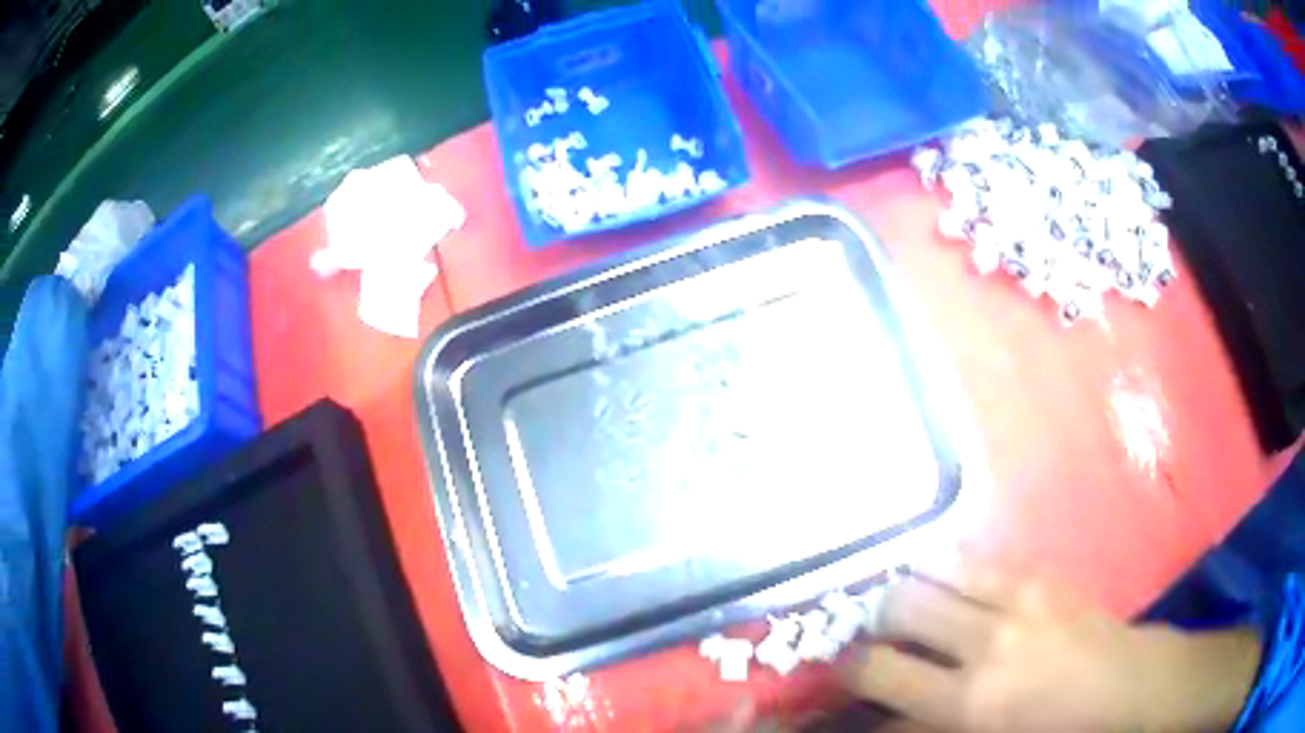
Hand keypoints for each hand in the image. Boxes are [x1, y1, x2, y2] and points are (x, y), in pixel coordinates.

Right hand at [841, 564, 1261, 731]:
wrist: (1128, 686)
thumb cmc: (1056, 731)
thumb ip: (926, 732)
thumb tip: (880, 720)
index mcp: (969, 701)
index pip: (878, 671)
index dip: (847, 668)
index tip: (841, 669)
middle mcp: (985, 641)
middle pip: (898, 605)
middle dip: (874, 619)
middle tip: (874, 634)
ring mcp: (1016, 598)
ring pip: (933, 569)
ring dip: (910, 586)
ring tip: (907, 604)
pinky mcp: (1039, 575)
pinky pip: (976, 560)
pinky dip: (949, 571)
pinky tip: (950, 586)